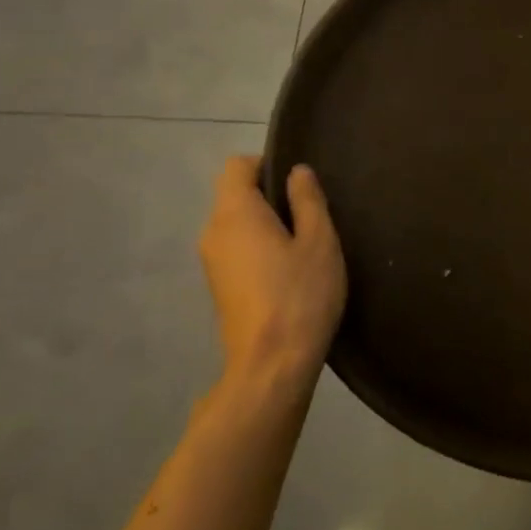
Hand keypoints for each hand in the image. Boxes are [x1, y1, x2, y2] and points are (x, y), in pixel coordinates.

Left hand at [199, 157, 345, 393]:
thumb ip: (308, 200)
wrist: (271, 365)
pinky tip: (287, 272)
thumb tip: (297, 171)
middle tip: (310, 216)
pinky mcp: (218, 287)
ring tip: (303, 246)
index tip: (298, 185)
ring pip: (235, 224)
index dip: (266, 164)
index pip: (236, 167)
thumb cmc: (300, 295)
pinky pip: (235, 249)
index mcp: (235, 213)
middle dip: (269, 196)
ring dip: (264, 224)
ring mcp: (211, 262)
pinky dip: (257, 248)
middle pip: (234, 195)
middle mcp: (213, 232)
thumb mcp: (319, 241)